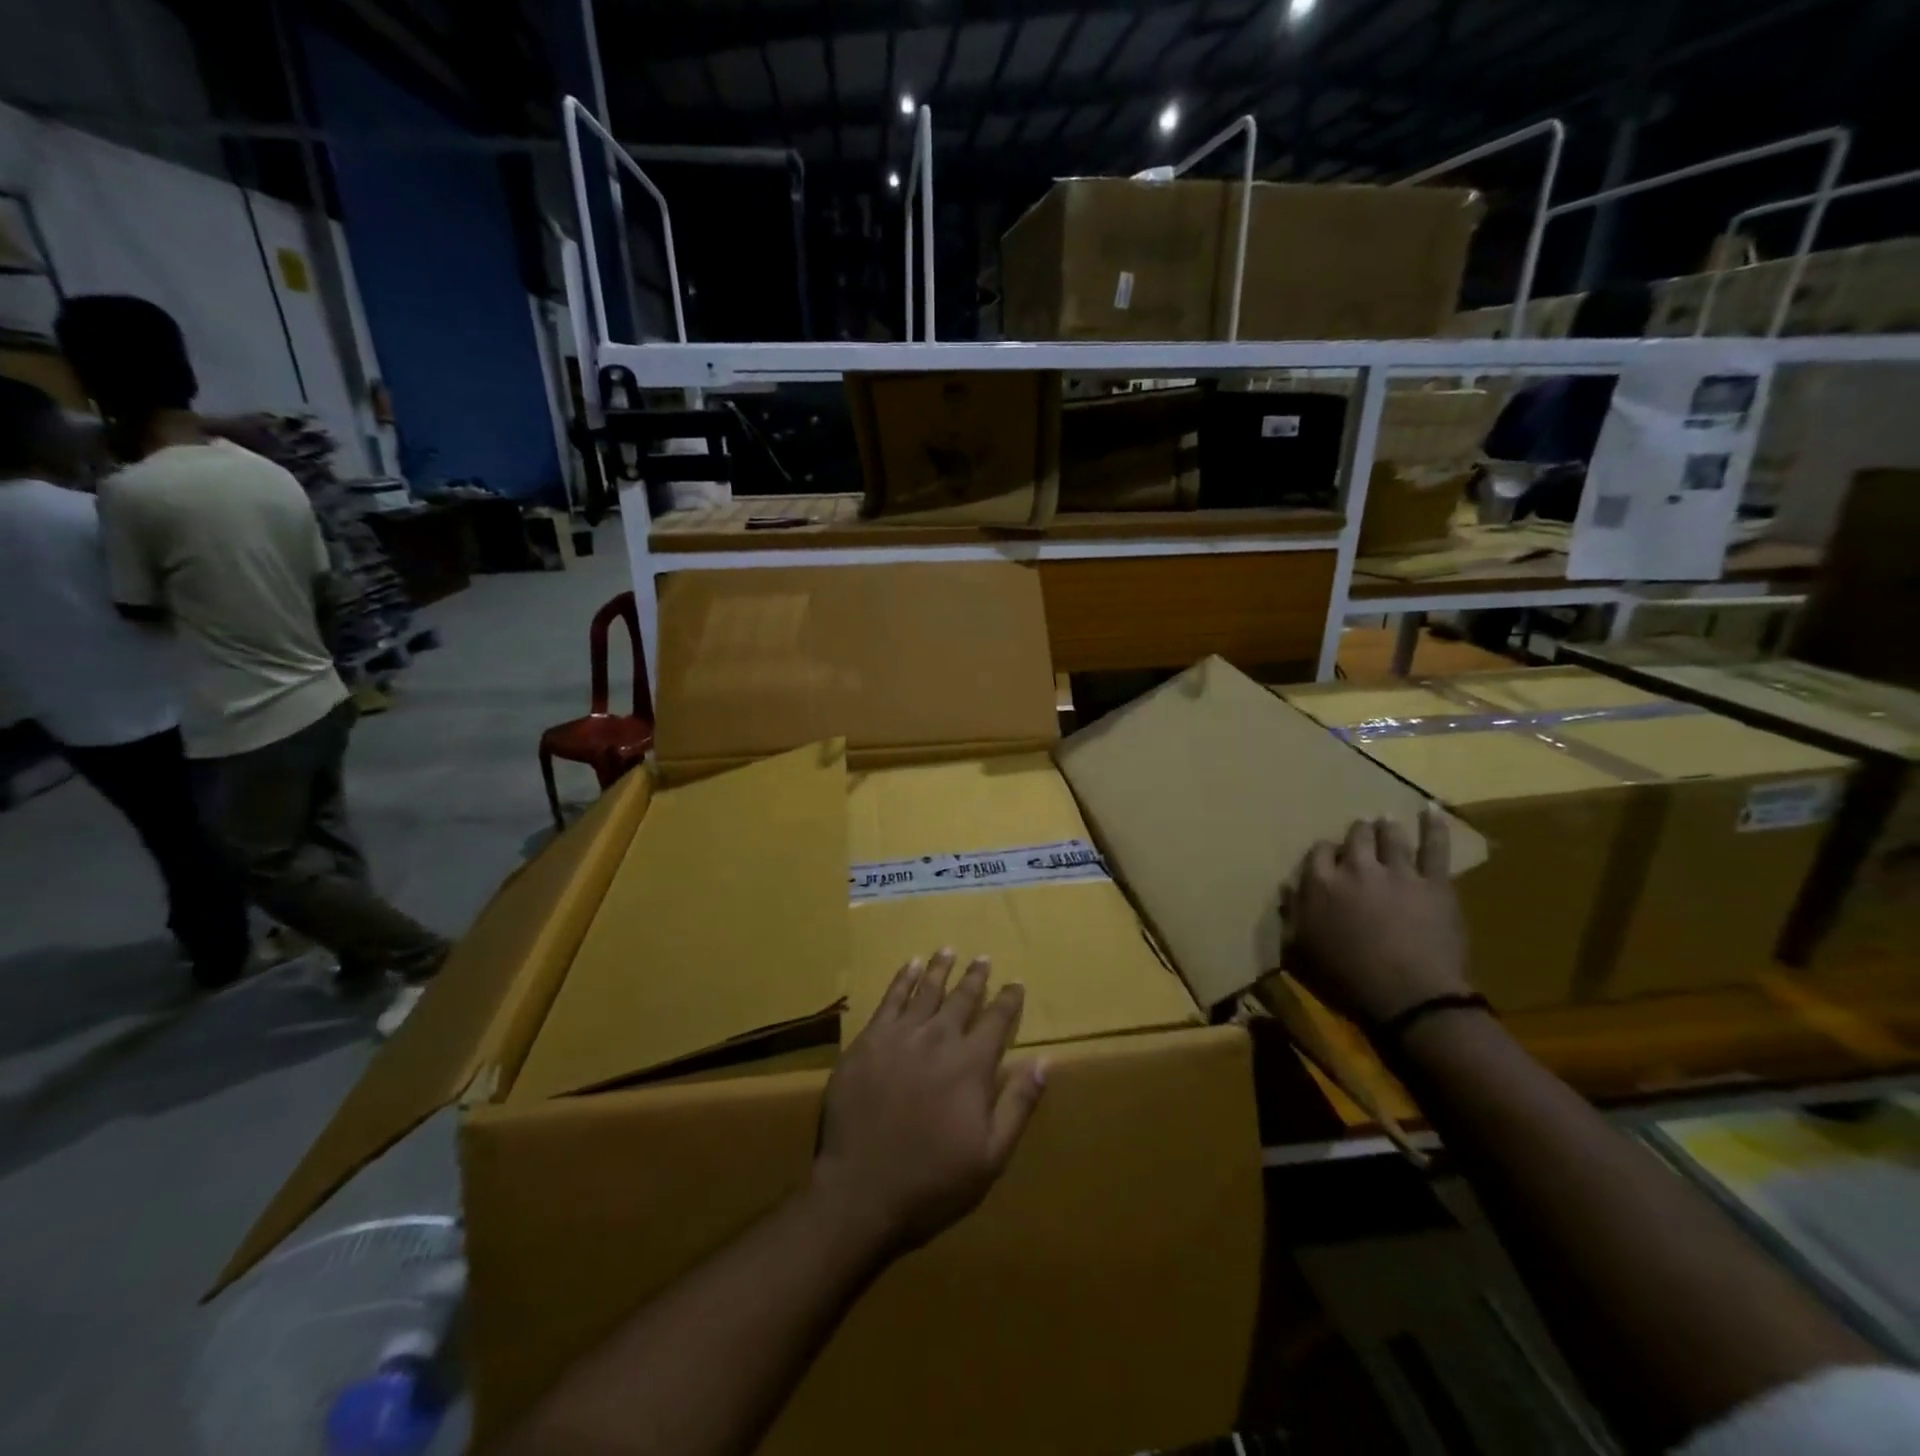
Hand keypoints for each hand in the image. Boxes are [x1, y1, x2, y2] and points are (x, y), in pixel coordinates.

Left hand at [813, 949, 1046, 1255]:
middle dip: (976, 977)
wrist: (861, 1191)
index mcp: (971, 1065)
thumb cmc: (933, 1181)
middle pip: (962, 998)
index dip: (1009, 999)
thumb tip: (1046, 1061)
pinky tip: (910, 966)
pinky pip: (890, 999)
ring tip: (948, 950)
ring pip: (926, 990)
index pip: (997, 1020)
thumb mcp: (991, 1155)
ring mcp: (900, 1036)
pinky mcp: (868, 1041)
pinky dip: (903, 979)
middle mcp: (938, 1039)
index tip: (1016, 983)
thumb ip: (1018, 1103)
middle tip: (983, 958)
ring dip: (940, 969)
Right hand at [1287, 809, 1470, 1029]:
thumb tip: (1286, 889)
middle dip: (1357, 834)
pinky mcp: (1434, 884)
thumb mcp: (1299, 952)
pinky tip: (1431, 810)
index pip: (1318, 854)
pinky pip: (1435, 848)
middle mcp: (1356, 869)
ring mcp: (1398, 873)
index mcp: (1320, 885)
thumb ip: (1291, 916)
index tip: (1329, 859)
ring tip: (1386, 821)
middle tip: (1360, 834)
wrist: (1408, 998)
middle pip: (1355, 838)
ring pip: (1390, 837)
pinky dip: (1434, 827)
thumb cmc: (1345, 979)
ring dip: (1386, 827)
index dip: (1325, 854)